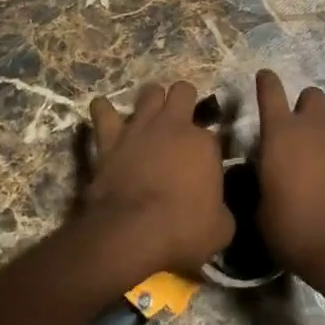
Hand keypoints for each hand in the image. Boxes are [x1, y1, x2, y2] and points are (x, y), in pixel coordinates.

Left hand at [84, 81, 233, 273]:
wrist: (132, 233)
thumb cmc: (182, 230)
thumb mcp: (221, 230)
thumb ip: (222, 211)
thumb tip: (217, 211)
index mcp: (205, 144)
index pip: (213, 134)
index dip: (208, 148)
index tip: (204, 164)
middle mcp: (175, 125)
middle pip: (183, 91)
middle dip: (184, 100)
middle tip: (180, 121)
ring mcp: (141, 127)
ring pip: (149, 92)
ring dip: (151, 100)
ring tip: (150, 113)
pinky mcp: (111, 138)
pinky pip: (103, 112)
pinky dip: (103, 110)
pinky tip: (103, 109)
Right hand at [254, 69, 324, 287]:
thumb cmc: (294, 227)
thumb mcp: (261, 212)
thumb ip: (261, 187)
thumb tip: (264, 185)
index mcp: (281, 135)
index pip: (271, 93)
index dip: (266, 82)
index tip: (264, 76)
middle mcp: (313, 132)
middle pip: (311, 96)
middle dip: (303, 105)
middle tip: (292, 131)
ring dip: (317, 145)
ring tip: (307, 180)